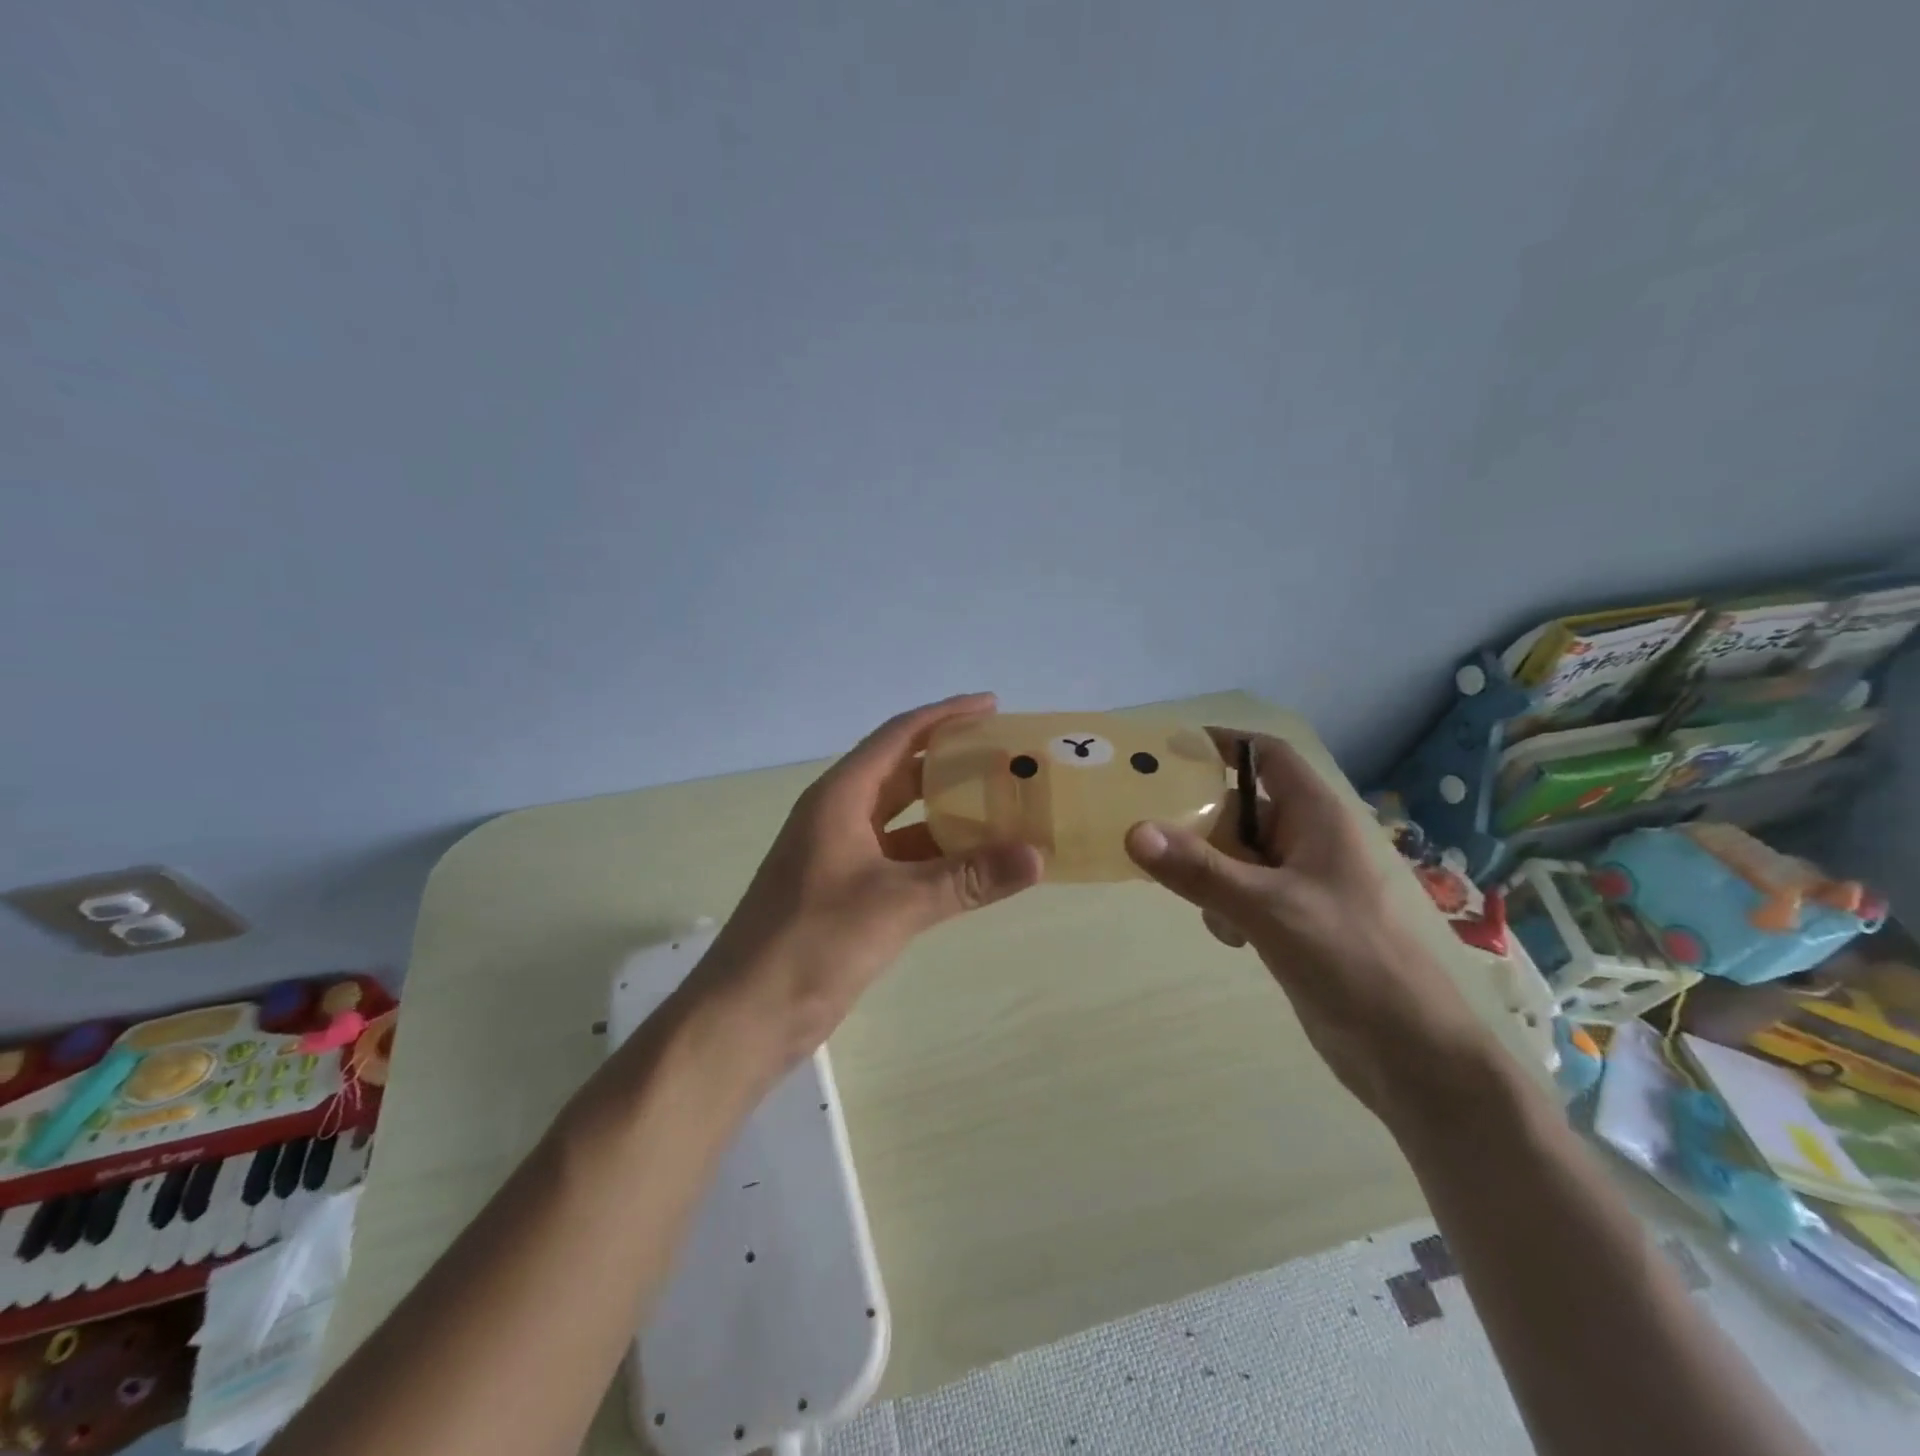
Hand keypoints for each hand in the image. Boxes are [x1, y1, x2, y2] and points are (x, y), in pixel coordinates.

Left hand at [694, 693, 1042, 1063]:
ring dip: (948, 813)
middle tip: (1006, 759)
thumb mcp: (896, 904)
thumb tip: (1037, 856)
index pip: (898, 737)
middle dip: (952, 762)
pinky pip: (901, 859)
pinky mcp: (847, 893)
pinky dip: (937, 856)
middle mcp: (839, 816)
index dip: (945, 716)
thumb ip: (968, 878)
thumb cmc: (811, 942)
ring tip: (1004, 808)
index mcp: (840, 797)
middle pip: (902, 772)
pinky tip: (974, 866)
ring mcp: (841, 856)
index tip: (992, 706)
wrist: (747, 1014)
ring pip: (904, 819)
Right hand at [1125, 729, 1496, 1116]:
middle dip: (1200, 820)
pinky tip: (1230, 937)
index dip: (1224, 744)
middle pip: (1241, 807)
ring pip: (1236, 854)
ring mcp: (1300, 882)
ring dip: (1209, 870)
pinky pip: (1242, 892)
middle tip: (1148, 828)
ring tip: (1192, 896)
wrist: (1405, 1049)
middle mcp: (1308, 840)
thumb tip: (1133, 831)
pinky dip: (1225, 905)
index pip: (1267, 755)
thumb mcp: (1267, 908)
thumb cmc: (1348, 958)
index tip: (1169, 750)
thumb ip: (1200, 870)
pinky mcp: (1292, 920)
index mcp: (1317, 817)